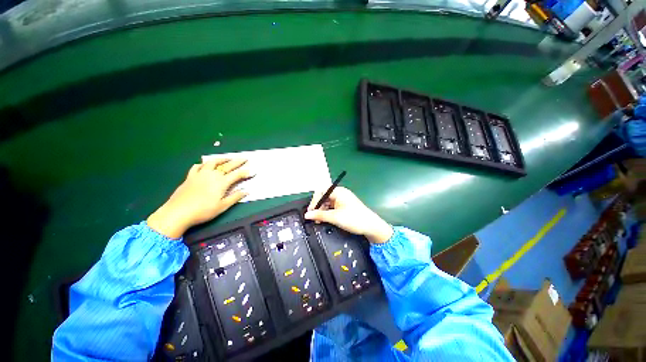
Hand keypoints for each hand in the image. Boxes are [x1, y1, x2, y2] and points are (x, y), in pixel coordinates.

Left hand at [147, 159, 252, 238]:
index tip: (253, 171)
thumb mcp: (222, 206)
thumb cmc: (203, 211)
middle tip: (244, 158)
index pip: (237, 175)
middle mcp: (212, 175)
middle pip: (227, 165)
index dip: (246, 172)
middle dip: (237, 161)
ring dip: (222, 159)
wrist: (178, 212)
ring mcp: (200, 174)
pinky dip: (203, 164)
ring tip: (227, 158)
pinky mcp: (190, 176)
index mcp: (222, 182)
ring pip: (213, 162)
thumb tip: (247, 191)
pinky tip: (205, 165)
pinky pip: (197, 167)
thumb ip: (235, 197)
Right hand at [304, 187, 392, 243]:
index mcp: (338, 191)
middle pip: (324, 197)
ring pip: (327, 203)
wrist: (371, 226)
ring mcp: (342, 200)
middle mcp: (340, 193)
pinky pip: (332, 207)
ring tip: (319, 221)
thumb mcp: (335, 217)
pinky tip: (325, 220)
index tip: (310, 211)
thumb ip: (319, 215)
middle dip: (318, 207)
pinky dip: (327, 213)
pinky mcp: (344, 206)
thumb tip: (307, 215)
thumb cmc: (354, 219)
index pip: (321, 191)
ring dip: (322, 211)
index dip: (314, 201)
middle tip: (314, 217)